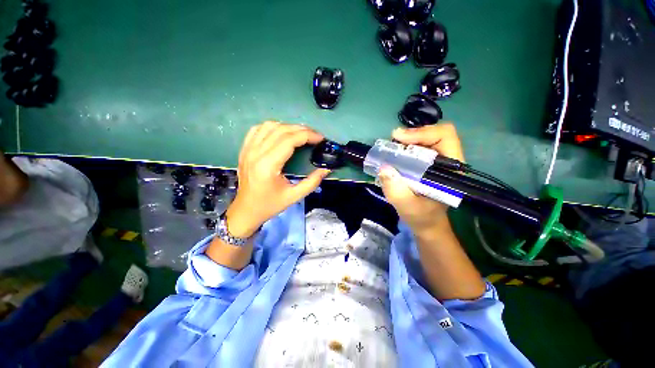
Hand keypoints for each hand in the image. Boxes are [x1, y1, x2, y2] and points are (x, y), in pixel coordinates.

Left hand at [225, 121, 330, 237]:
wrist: (246, 210)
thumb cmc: (270, 205)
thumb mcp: (294, 196)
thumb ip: (312, 182)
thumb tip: (326, 169)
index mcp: (268, 165)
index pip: (289, 140)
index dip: (307, 135)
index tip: (320, 138)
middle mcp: (255, 153)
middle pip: (281, 130)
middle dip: (302, 129)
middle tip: (315, 135)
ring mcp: (248, 149)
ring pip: (269, 126)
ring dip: (288, 126)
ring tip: (301, 134)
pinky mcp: (244, 149)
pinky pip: (257, 129)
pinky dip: (272, 127)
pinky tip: (281, 133)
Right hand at [378, 123, 463, 235]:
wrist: (426, 223)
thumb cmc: (421, 217)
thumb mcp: (407, 207)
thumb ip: (396, 191)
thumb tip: (383, 168)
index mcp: (452, 171)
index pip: (445, 137)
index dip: (423, 133)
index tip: (400, 139)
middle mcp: (448, 161)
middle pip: (435, 134)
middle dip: (413, 135)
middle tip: (393, 140)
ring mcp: (438, 161)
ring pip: (426, 139)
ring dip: (408, 140)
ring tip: (392, 146)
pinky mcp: (429, 164)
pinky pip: (419, 147)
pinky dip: (405, 146)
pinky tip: (396, 152)